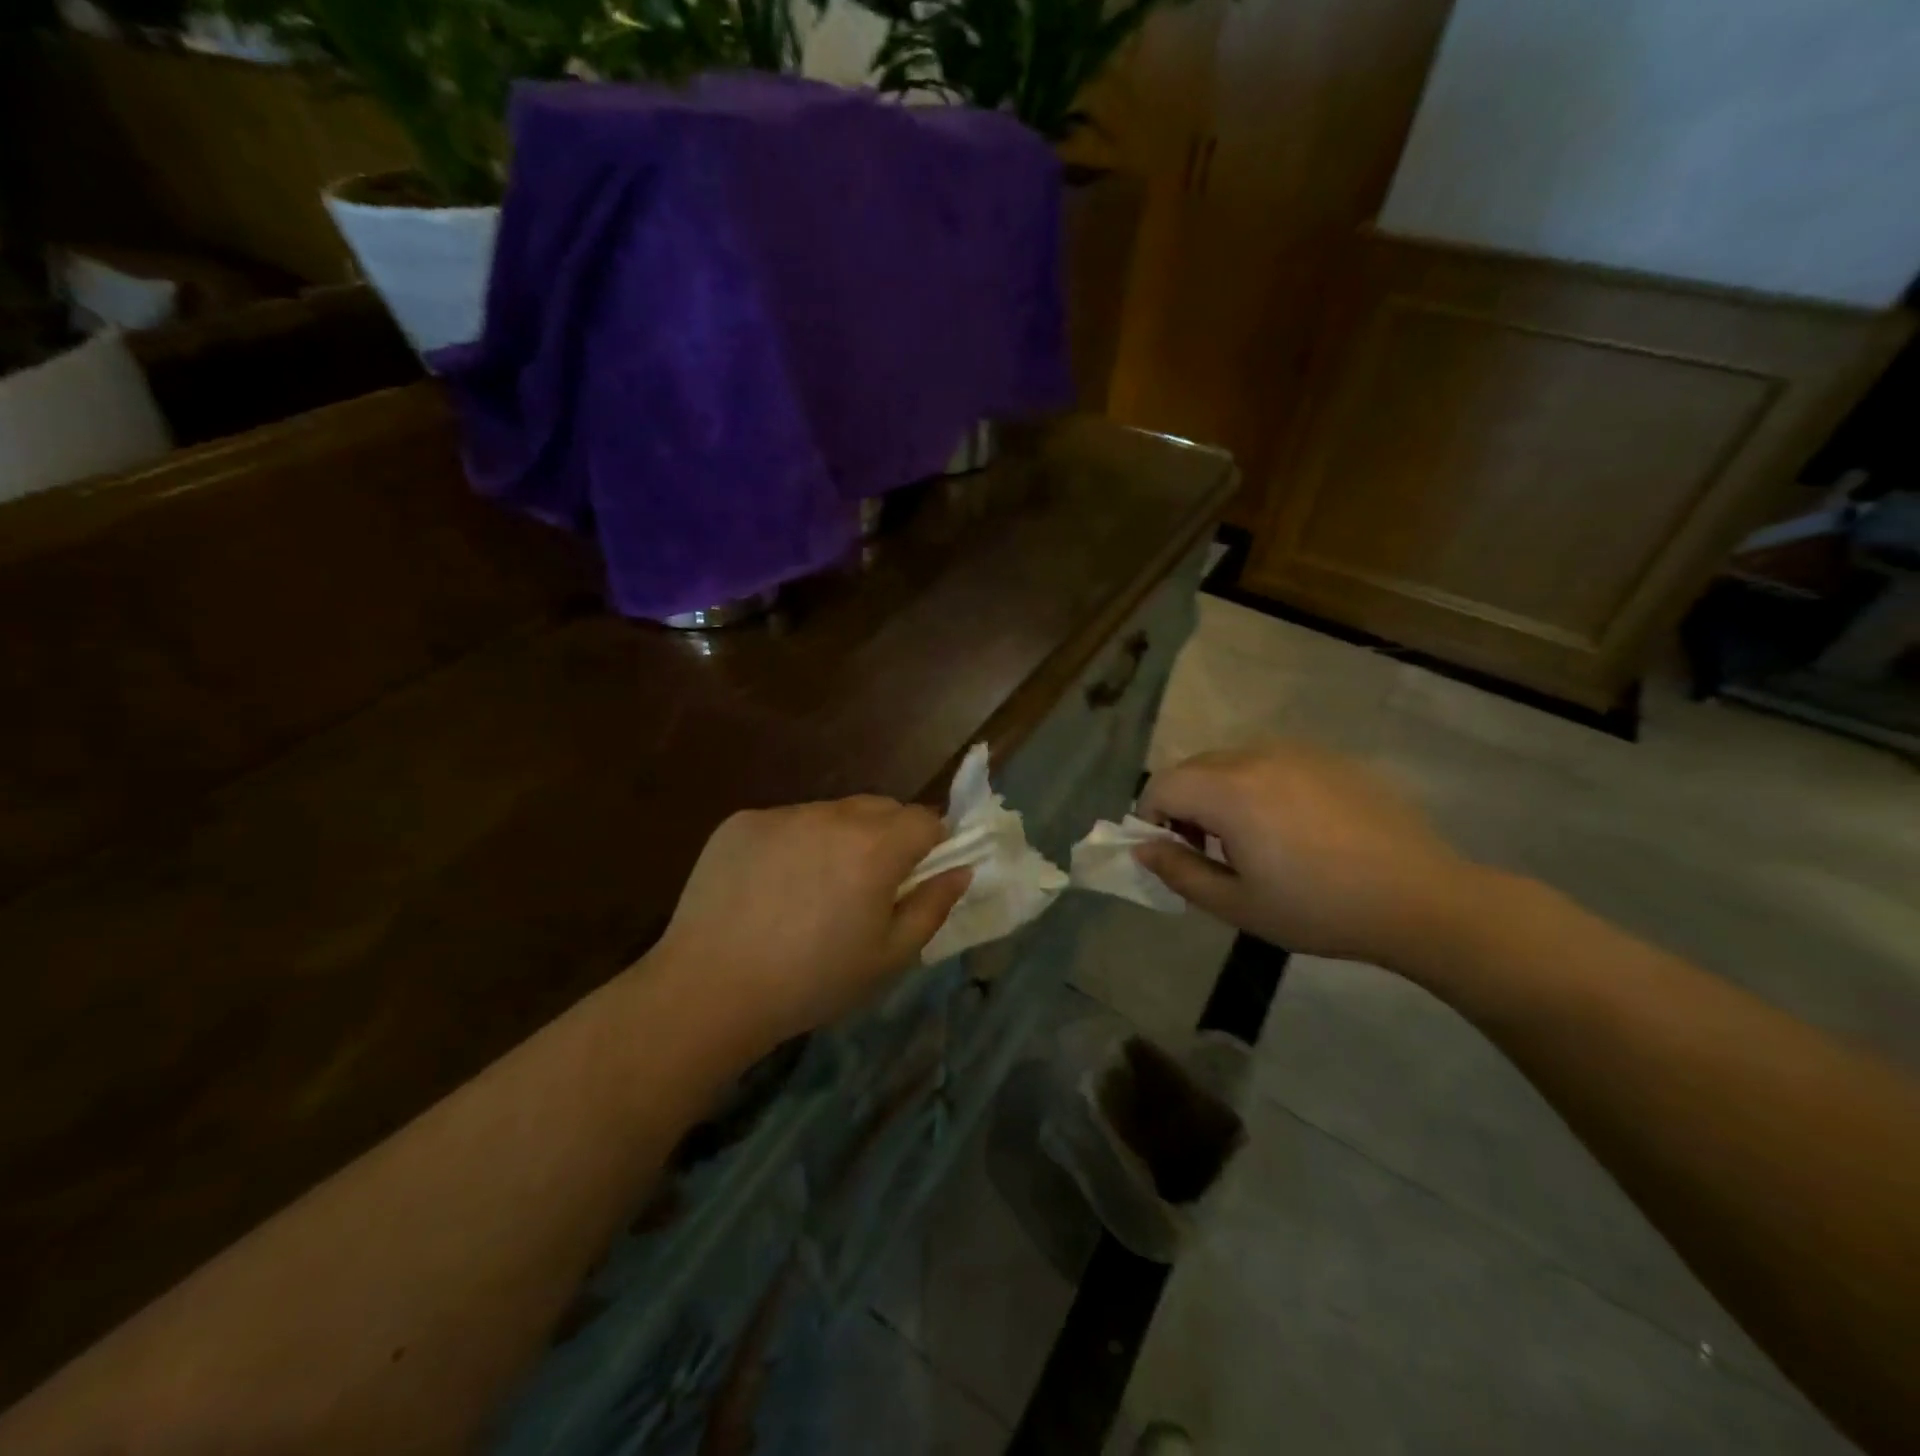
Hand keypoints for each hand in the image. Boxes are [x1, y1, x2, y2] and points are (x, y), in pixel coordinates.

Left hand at [652, 797, 969, 1049]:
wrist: (710, 990)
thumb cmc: (811, 982)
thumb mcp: (888, 958)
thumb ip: (932, 907)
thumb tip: (961, 870)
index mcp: (875, 848)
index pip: (925, 819)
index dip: (930, 845)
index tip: (915, 877)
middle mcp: (832, 816)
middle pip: (880, 808)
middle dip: (888, 836)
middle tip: (867, 886)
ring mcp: (783, 814)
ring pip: (832, 813)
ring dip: (838, 838)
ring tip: (812, 889)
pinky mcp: (742, 821)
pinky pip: (786, 822)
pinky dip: (792, 843)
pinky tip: (771, 887)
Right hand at [1135, 744, 1478, 967]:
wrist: (1421, 899)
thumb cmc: (1319, 908)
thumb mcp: (1237, 904)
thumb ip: (1179, 872)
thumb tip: (1142, 848)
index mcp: (1230, 791)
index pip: (1162, 785)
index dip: (1152, 818)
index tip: (1174, 853)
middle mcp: (1257, 756)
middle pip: (1194, 768)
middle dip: (1184, 804)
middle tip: (1208, 850)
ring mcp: (1298, 752)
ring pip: (1232, 762)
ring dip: (1221, 793)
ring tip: (1253, 839)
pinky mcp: (1330, 758)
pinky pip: (1273, 762)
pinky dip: (1260, 785)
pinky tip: (1294, 827)